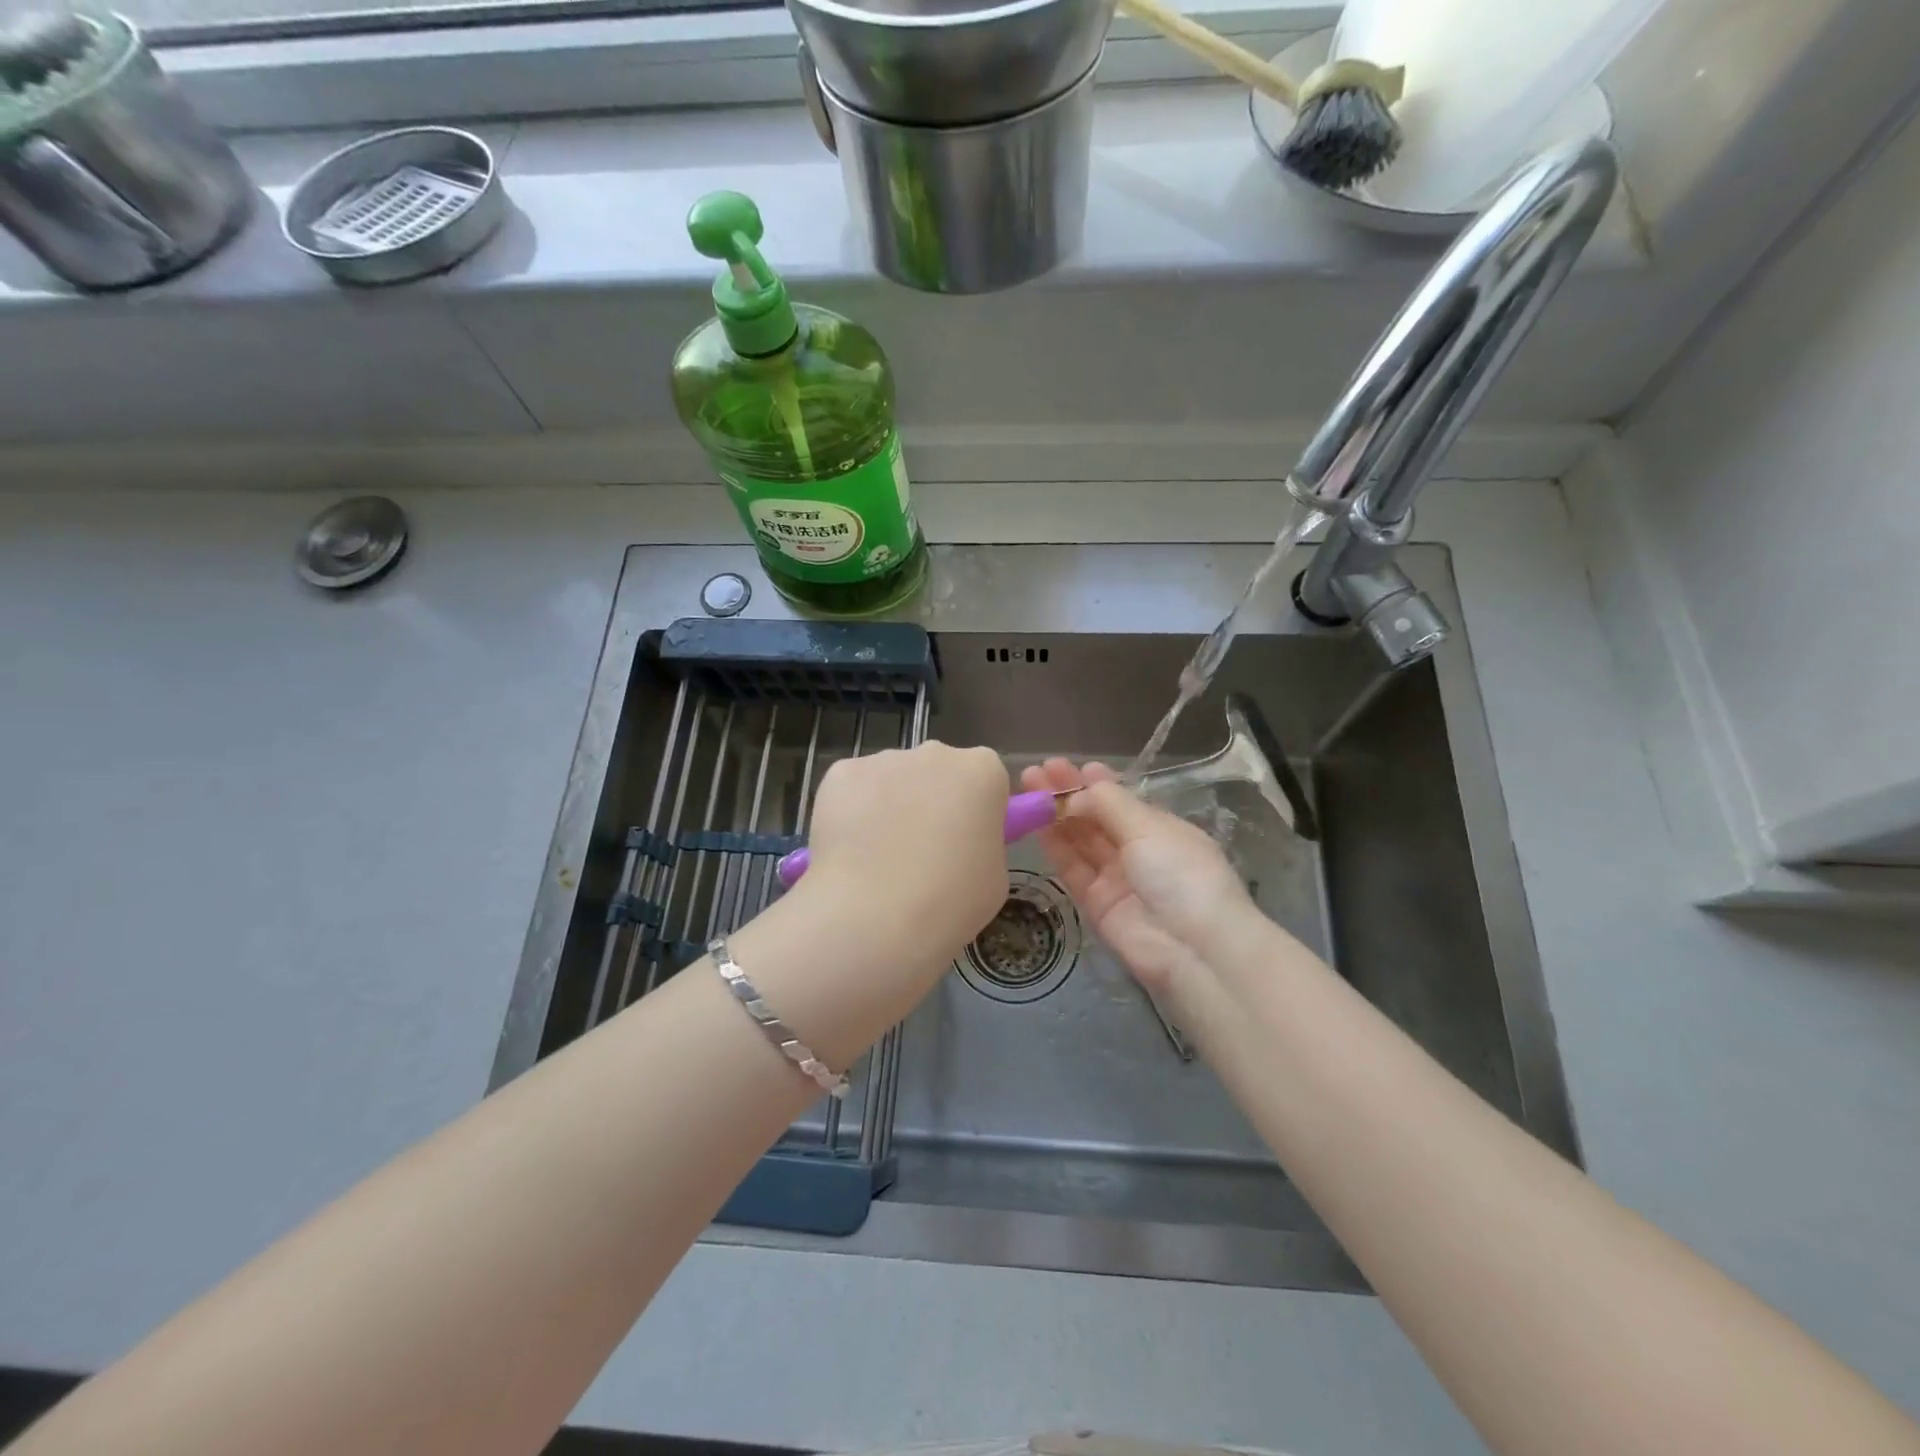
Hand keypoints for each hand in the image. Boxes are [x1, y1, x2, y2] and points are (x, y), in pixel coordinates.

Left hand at [799, 740, 1009, 970]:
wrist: (876, 915)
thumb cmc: (951, 901)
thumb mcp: (993, 876)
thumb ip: (981, 843)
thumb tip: (958, 842)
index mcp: (982, 772)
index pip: (983, 779)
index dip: (972, 810)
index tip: (963, 842)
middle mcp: (935, 753)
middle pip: (935, 771)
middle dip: (929, 801)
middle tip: (919, 852)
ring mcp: (884, 760)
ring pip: (890, 780)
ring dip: (887, 807)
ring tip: (876, 860)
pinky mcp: (840, 773)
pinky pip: (851, 790)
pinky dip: (850, 814)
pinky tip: (848, 852)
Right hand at [1020, 758, 1253, 1007]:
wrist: (1194, 948)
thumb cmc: (1181, 873)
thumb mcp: (1149, 828)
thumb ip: (1109, 803)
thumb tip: (1078, 790)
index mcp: (1161, 829)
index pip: (1122, 801)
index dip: (1094, 783)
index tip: (1067, 765)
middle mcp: (1139, 851)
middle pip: (1096, 818)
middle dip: (1068, 794)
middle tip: (1037, 771)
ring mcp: (1117, 879)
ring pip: (1080, 841)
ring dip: (1055, 815)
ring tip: (1028, 788)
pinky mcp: (1097, 904)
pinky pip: (1072, 869)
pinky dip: (1054, 845)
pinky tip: (1035, 822)